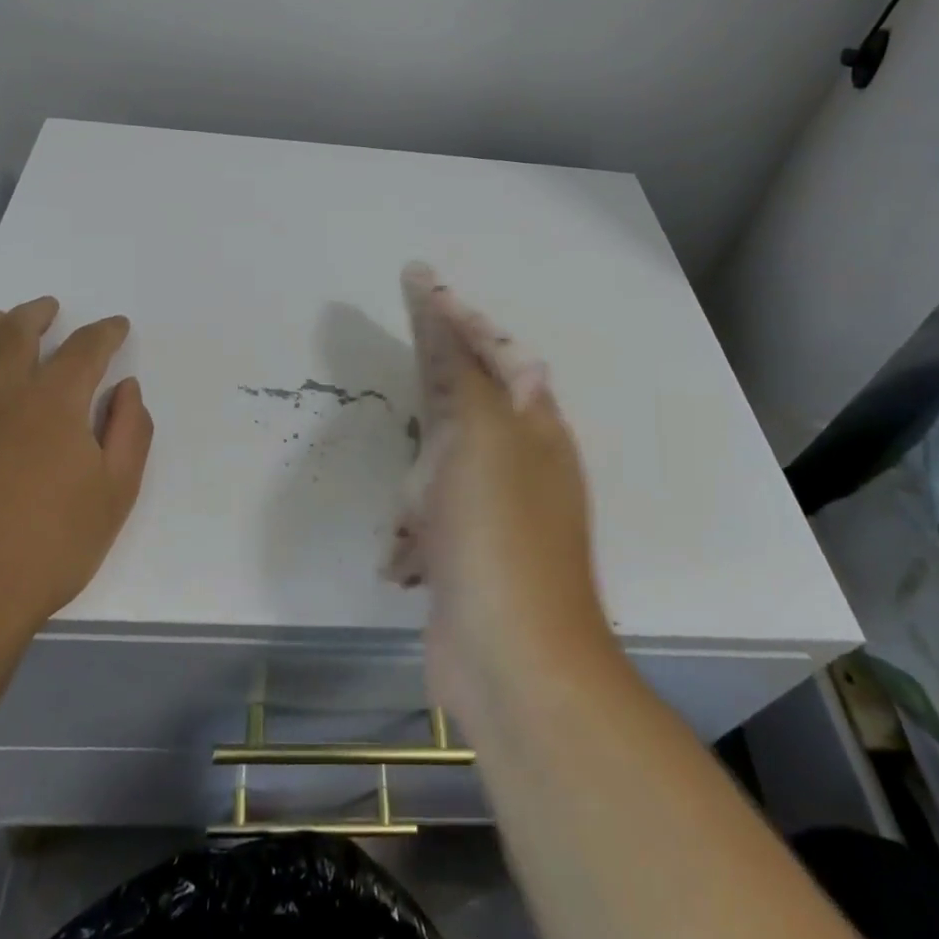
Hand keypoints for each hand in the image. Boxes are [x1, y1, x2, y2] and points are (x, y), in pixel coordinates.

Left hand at [0, 300, 151, 666]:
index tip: (115, 326)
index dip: (104, 332)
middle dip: (36, 315)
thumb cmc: (48, 549)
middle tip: (47, 308)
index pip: (85, 349)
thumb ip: (129, 432)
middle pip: (15, 335)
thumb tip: (126, 388)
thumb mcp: (116, 494)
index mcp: (52, 404)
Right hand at [397, 267, 618, 730]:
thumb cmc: (496, 529)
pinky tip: (404, 559)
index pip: (494, 350)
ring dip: (415, 482)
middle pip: (468, 404)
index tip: (418, 279)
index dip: (455, 314)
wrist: (512, 659)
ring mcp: (496, 514)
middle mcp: (520, 463)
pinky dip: (411, 533)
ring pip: (440, 467)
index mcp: (533, 425)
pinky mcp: (469, 558)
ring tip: (407, 506)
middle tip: (408, 353)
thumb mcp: (476, 432)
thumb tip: (442, 304)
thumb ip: (457, 367)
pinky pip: (428, 523)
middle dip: (434, 387)